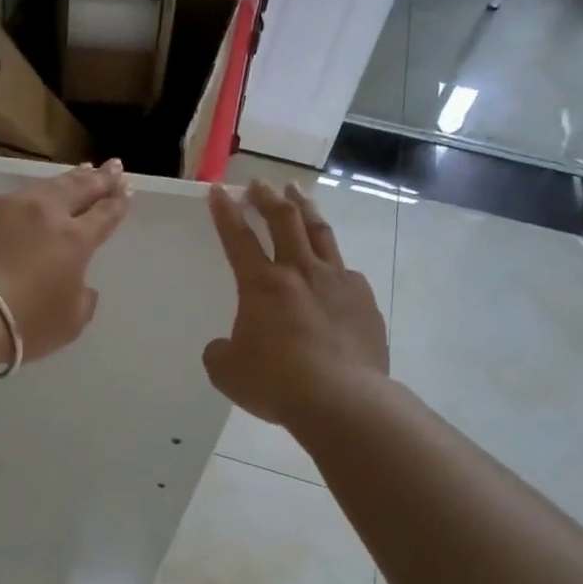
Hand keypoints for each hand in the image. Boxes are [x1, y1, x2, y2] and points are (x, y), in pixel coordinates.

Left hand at [0, 162, 133, 362]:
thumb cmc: (23, 323)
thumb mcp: (69, 323)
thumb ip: (82, 299)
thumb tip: (80, 284)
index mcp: (74, 239)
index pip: (105, 214)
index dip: (118, 201)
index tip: (127, 188)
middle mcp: (44, 212)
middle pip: (79, 188)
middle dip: (100, 177)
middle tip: (113, 166)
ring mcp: (7, 205)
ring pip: (42, 186)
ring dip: (64, 179)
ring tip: (78, 170)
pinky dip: (10, 200)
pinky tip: (9, 201)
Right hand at [204, 180, 388, 424]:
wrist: (343, 400)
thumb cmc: (276, 382)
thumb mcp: (227, 371)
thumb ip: (221, 351)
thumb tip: (225, 345)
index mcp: (261, 284)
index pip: (238, 237)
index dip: (225, 212)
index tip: (219, 190)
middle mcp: (299, 272)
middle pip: (283, 221)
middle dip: (267, 198)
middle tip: (259, 184)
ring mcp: (337, 282)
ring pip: (319, 233)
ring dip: (305, 208)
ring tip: (297, 192)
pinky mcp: (363, 301)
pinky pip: (346, 272)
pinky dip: (333, 262)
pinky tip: (334, 269)